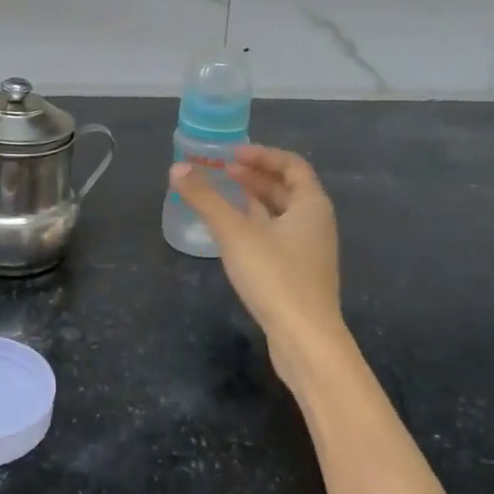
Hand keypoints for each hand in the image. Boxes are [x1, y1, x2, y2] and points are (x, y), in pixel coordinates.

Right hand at [169, 145, 348, 376]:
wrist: (306, 340)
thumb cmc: (275, 277)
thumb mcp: (235, 233)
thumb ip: (205, 198)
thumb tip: (177, 167)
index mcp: (311, 205)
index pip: (291, 165)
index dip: (262, 154)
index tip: (232, 153)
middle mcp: (316, 222)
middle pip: (287, 188)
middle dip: (254, 175)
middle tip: (221, 170)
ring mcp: (309, 250)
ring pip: (281, 213)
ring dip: (254, 199)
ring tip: (222, 194)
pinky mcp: (298, 273)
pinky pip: (277, 234)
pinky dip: (255, 223)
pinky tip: (232, 232)